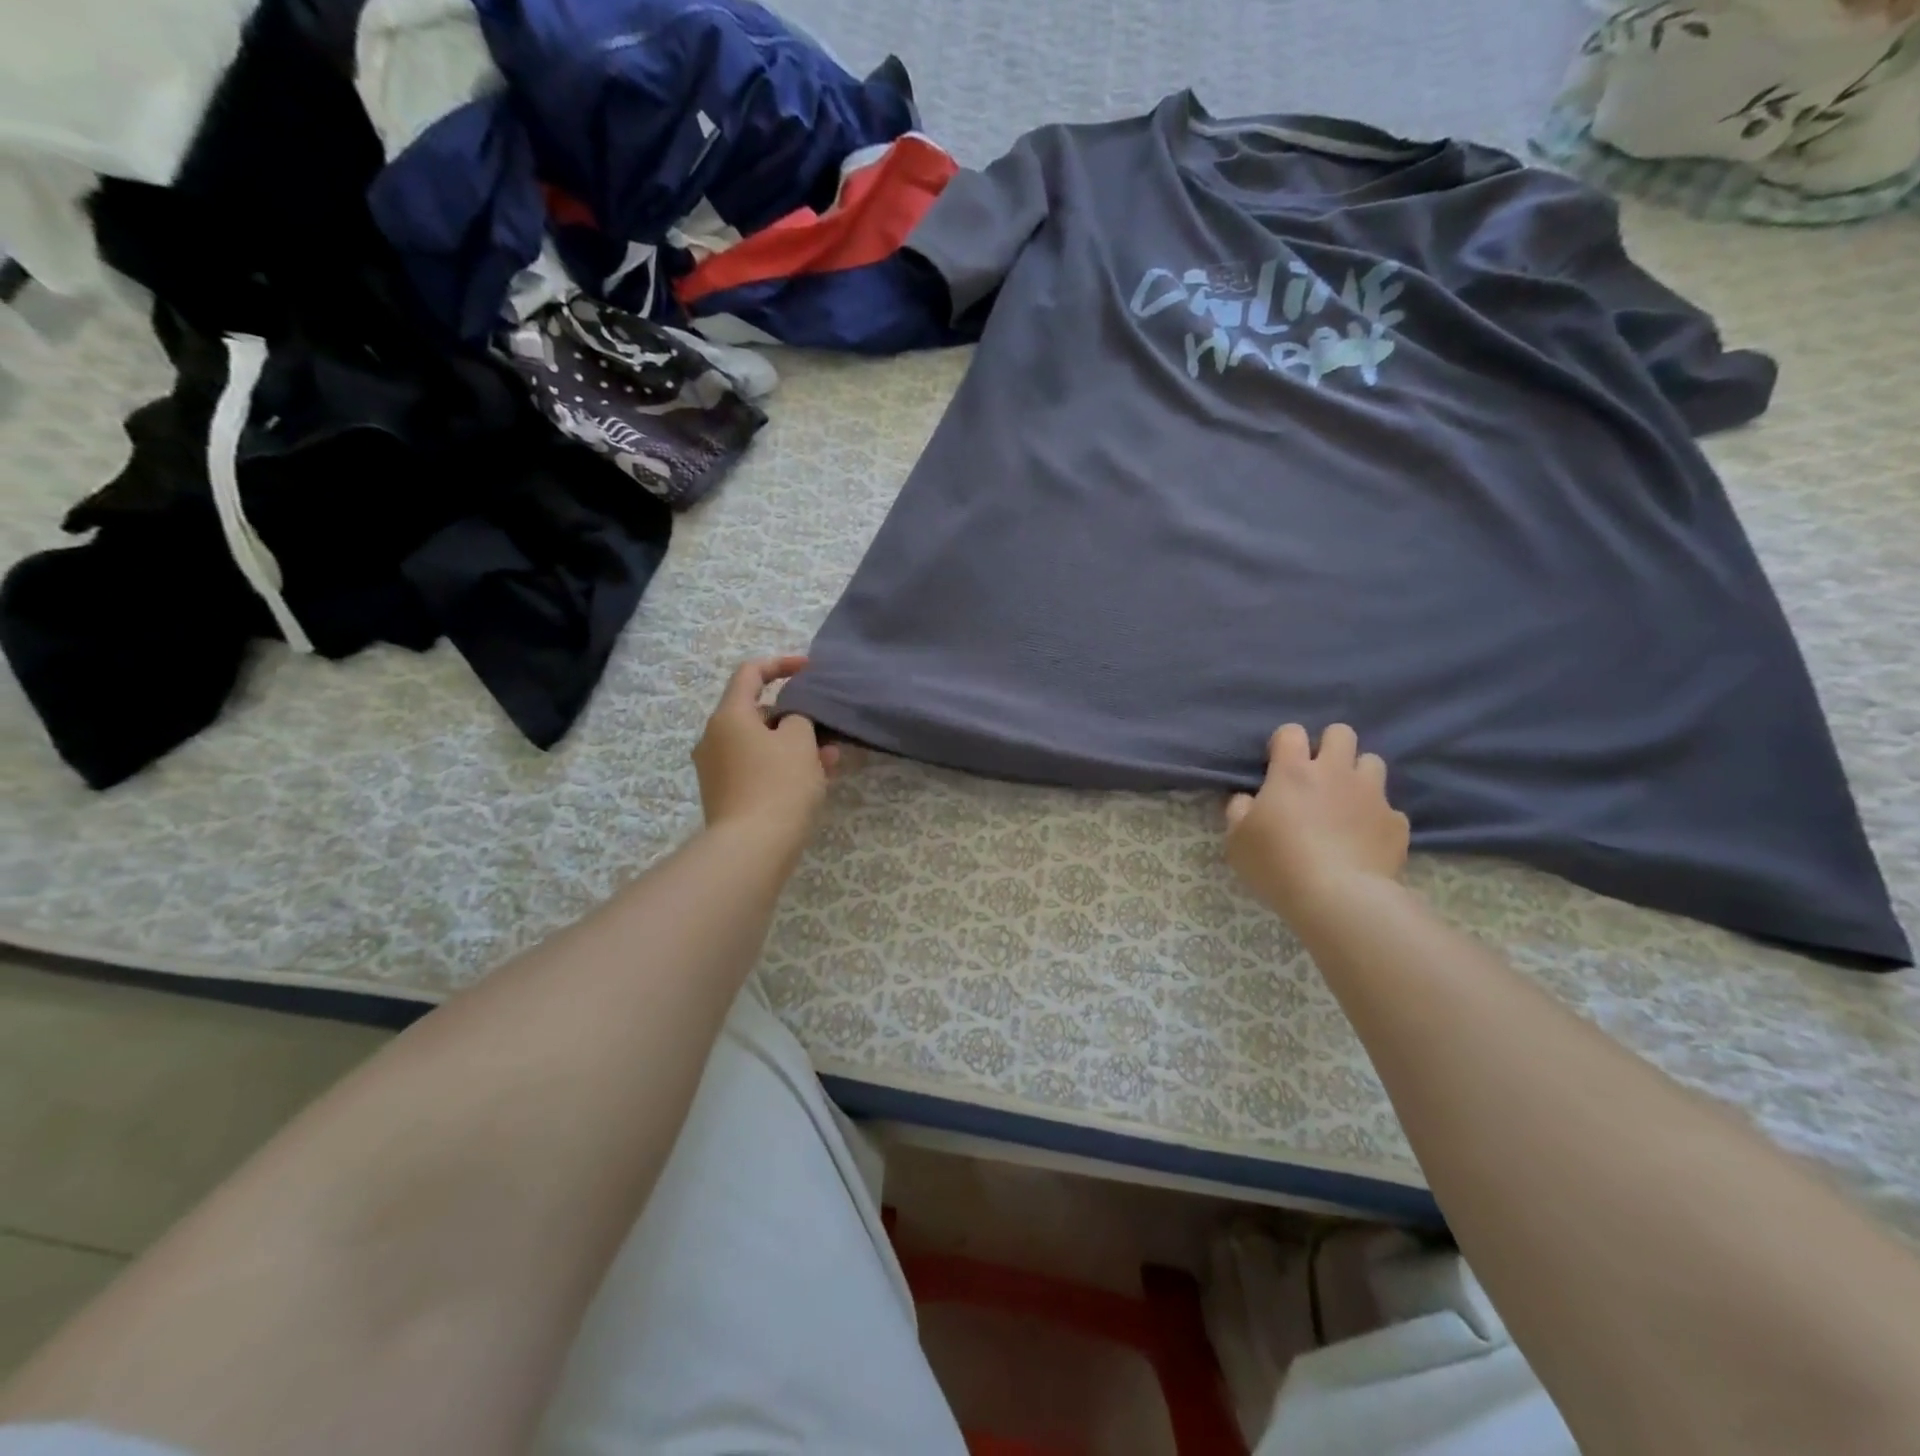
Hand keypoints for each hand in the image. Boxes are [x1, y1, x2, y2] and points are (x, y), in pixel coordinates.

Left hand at [692, 656, 838, 844]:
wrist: (751, 849)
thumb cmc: (778, 785)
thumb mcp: (800, 742)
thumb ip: (800, 717)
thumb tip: (791, 720)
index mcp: (728, 716)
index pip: (750, 673)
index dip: (781, 664)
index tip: (809, 669)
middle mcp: (714, 738)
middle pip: (756, 712)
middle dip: (795, 716)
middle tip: (825, 726)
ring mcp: (716, 769)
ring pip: (760, 744)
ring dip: (794, 745)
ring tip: (830, 758)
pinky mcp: (725, 795)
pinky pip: (756, 768)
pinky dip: (782, 766)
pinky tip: (814, 780)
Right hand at [1224, 723, 1409, 925]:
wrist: (1339, 898)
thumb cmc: (1278, 864)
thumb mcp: (1236, 841)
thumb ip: (1239, 811)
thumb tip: (1247, 799)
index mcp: (1293, 772)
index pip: (1291, 732)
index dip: (1284, 743)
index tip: (1276, 765)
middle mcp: (1335, 773)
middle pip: (1342, 733)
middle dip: (1330, 747)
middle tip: (1317, 776)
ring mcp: (1371, 795)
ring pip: (1372, 762)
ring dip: (1358, 776)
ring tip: (1346, 803)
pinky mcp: (1396, 823)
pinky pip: (1390, 809)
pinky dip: (1377, 819)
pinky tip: (1365, 840)